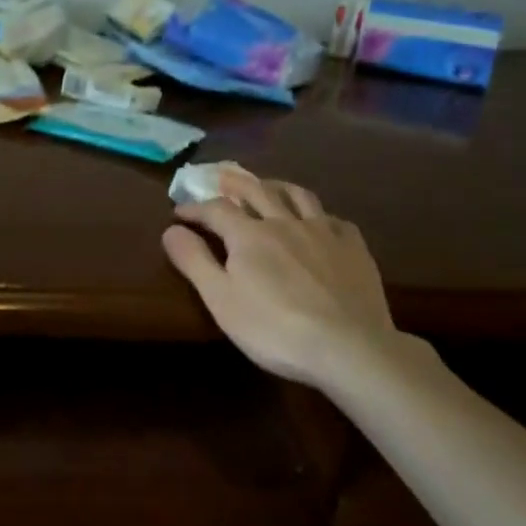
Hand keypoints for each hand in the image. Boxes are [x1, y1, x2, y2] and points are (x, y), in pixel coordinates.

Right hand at [162, 176, 405, 393]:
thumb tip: (171, 229)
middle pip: (256, 191)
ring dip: (277, 186)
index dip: (195, 208)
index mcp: (249, 235)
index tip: (179, 212)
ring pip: (297, 196)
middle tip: (221, 177)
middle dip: (235, 183)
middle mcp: (284, 222)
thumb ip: (194, 261)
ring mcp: (323, 232)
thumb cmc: (274, 328)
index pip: (215, 209)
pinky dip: (319, 214)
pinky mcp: (353, 248)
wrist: (348, 347)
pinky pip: (334, 219)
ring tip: (268, 185)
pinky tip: (319, 221)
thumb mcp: (221, 299)